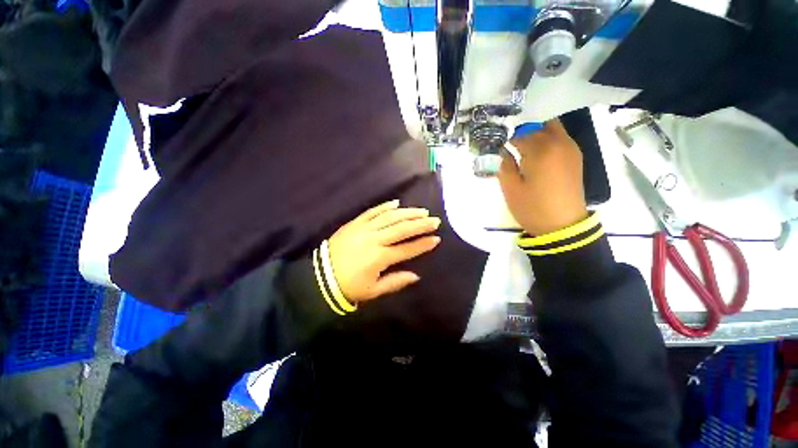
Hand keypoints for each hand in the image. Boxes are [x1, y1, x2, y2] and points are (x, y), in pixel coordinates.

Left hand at [328, 200, 440, 302]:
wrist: (320, 276)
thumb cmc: (349, 286)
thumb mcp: (373, 291)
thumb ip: (395, 282)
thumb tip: (416, 276)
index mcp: (379, 258)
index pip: (407, 249)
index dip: (423, 244)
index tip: (436, 239)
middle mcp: (374, 240)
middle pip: (402, 229)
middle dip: (420, 224)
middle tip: (434, 220)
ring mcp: (364, 229)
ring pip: (390, 217)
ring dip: (407, 213)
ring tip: (421, 211)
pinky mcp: (355, 223)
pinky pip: (372, 211)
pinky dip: (385, 206)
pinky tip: (397, 203)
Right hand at [498, 119, 587, 235]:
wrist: (562, 226)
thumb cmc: (532, 208)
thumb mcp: (510, 188)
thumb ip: (504, 165)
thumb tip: (504, 151)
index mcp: (542, 150)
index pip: (520, 134)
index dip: (507, 139)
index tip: (498, 147)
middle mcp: (559, 143)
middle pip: (539, 124)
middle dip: (523, 131)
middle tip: (510, 145)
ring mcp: (570, 149)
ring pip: (552, 128)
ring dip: (536, 133)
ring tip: (522, 149)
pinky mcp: (575, 158)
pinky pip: (559, 139)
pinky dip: (546, 140)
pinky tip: (536, 155)